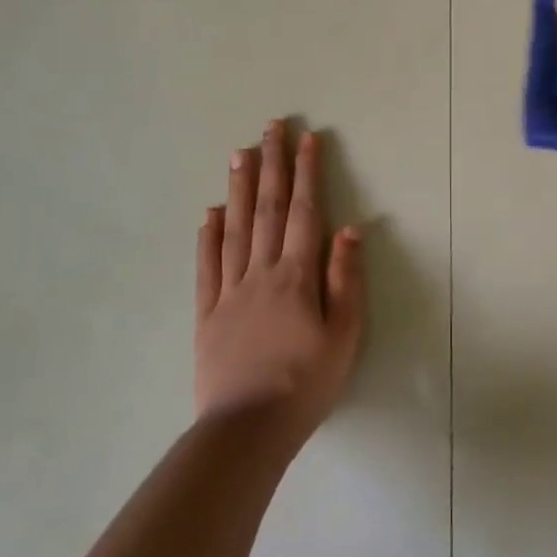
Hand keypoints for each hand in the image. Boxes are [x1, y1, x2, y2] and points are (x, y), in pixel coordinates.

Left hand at [195, 122, 364, 447]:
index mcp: (296, 276)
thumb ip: (346, 280)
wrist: (247, 429)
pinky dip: (208, 236)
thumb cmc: (306, 383)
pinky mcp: (207, 313)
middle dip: (272, 164)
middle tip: (271, 127)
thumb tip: (350, 229)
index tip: (308, 139)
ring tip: (239, 153)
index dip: (307, 173)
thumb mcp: (344, 335)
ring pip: (234, 228)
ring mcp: (229, 290)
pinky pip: (206, 266)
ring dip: (238, 188)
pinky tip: (209, 212)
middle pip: (266, 209)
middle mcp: (261, 272)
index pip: (303, 212)